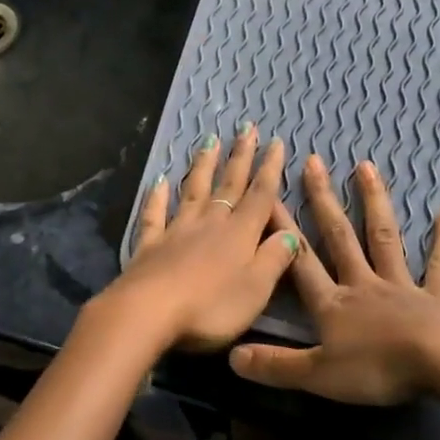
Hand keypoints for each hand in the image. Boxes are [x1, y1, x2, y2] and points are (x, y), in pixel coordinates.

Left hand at [94, 125, 299, 352]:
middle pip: (229, 184)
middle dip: (240, 156)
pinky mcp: (150, 245)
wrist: (148, 312)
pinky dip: (157, 197)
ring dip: (203, 166)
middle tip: (245, 127)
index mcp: (240, 234)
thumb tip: (291, 233)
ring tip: (209, 141)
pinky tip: (159, 181)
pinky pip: (155, 215)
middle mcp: (210, 223)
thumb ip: (274, 259)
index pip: (260, 195)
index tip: (275, 141)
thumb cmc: (210, 306)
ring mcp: (177, 231)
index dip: (270, 169)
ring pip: (194, 191)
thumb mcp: (255, 289)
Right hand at [229, 156, 439, 404]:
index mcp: (333, 304)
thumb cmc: (377, 368)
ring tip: (365, 166)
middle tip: (313, 161)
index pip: (300, 261)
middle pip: (339, 237)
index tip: (267, 194)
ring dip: (374, 201)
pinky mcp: (437, 297)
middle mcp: (363, 284)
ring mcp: (401, 286)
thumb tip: (231, 357)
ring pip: (383, 237)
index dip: (281, 230)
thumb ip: (276, 365)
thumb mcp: (318, 375)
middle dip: (323, 200)